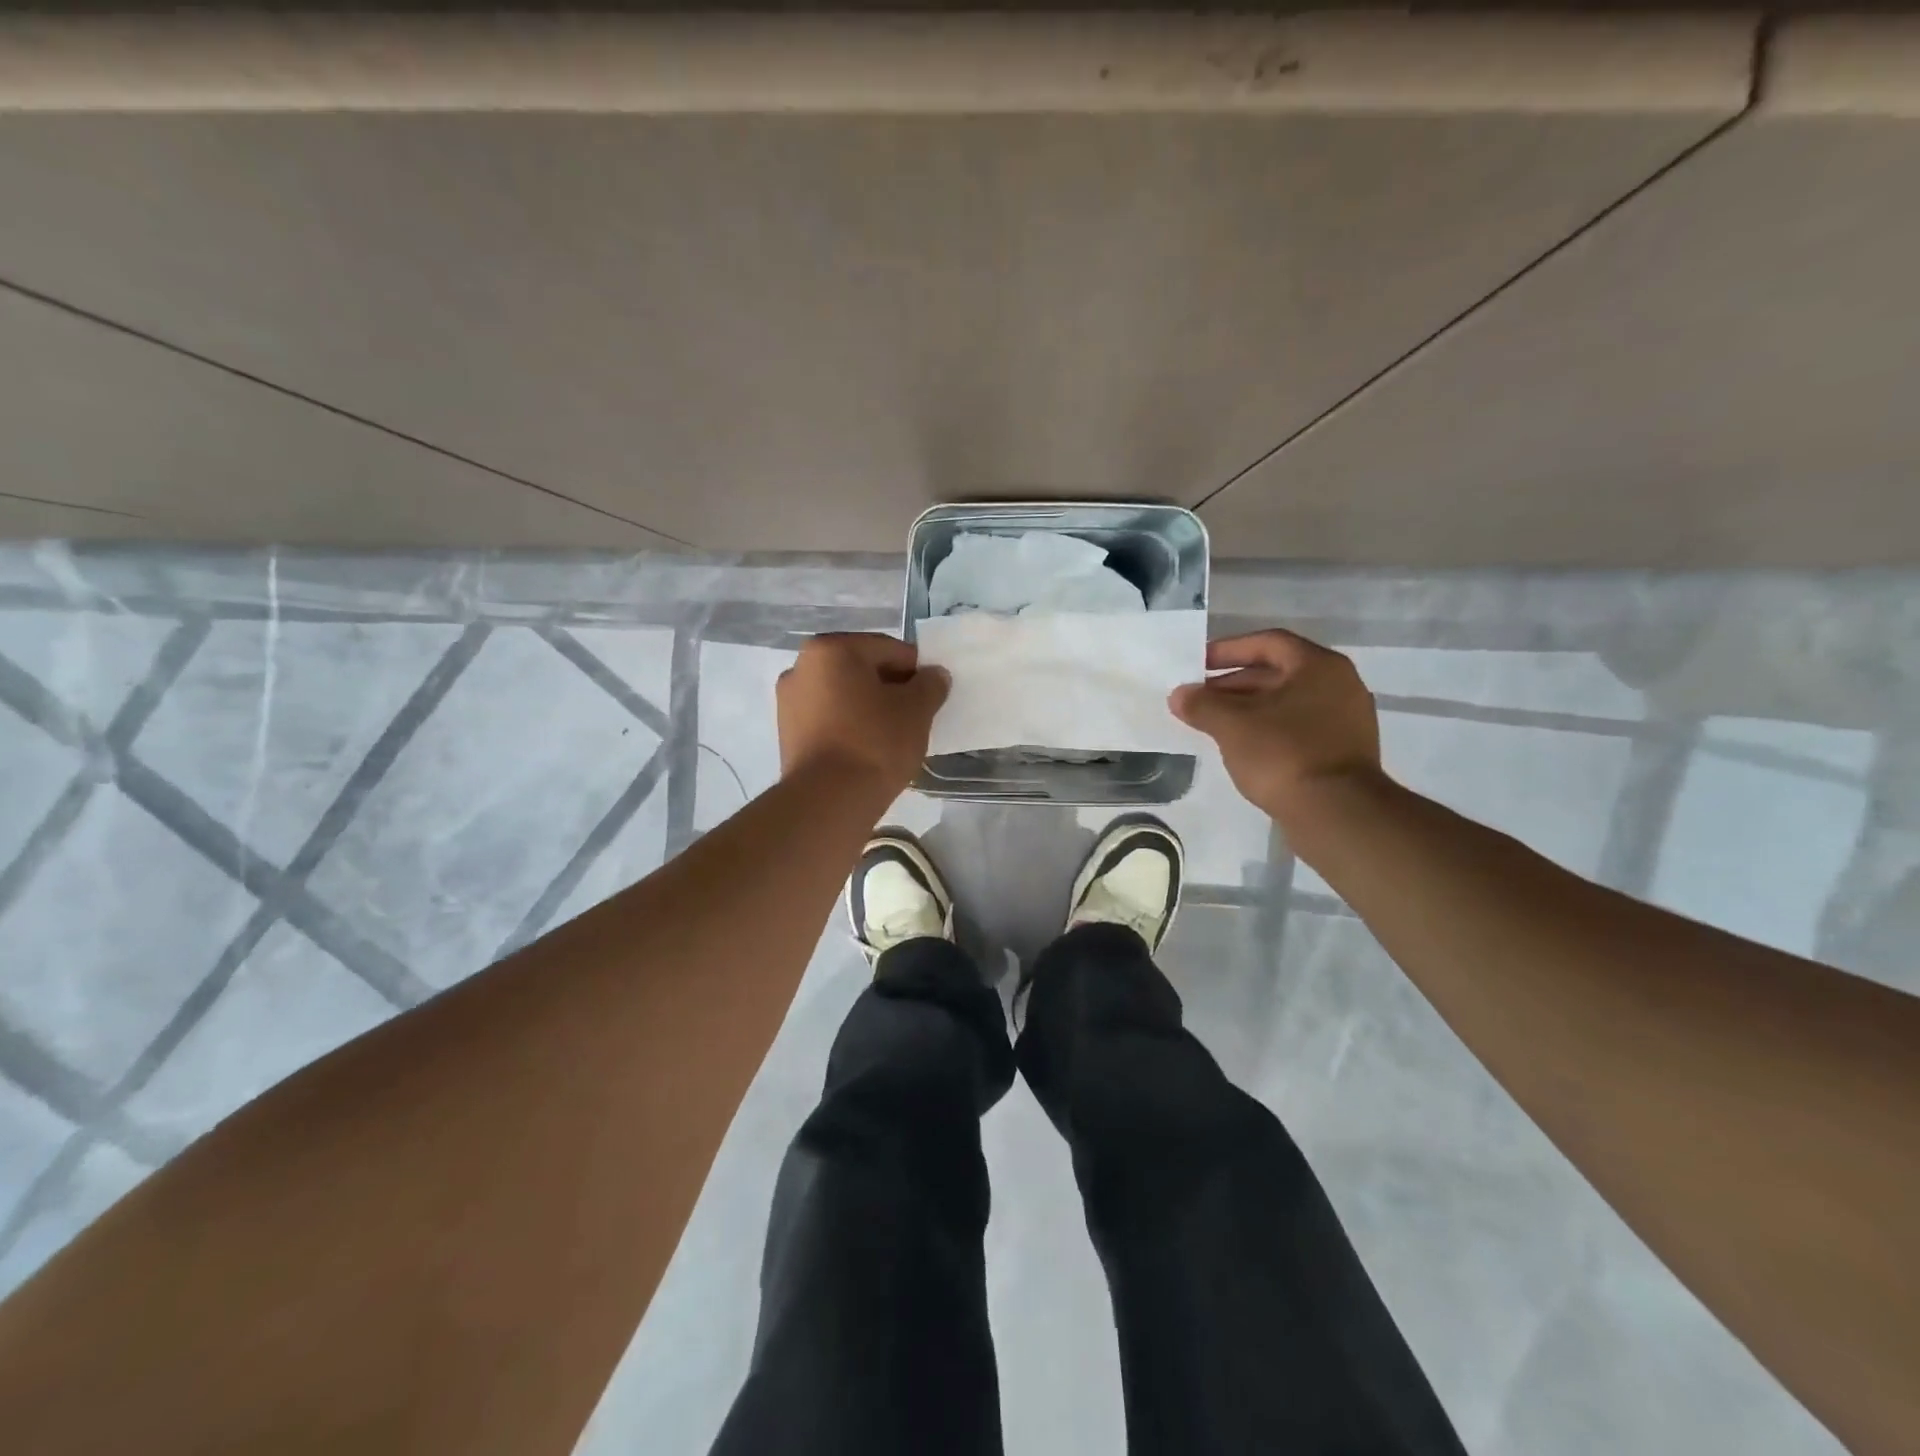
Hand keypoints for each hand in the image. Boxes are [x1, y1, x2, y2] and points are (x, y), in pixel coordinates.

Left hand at [777, 633, 949, 794]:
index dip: (917, 671)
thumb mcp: (916, 710)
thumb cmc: (875, 742)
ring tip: (892, 738)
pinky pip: (829, 720)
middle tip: (915, 717)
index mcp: (831, 649)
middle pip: (862, 670)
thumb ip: (930, 685)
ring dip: (869, 708)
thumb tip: (934, 676)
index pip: (889, 649)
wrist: (829, 800)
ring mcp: (789, 701)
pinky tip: (868, 750)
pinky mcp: (787, 734)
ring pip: (844, 696)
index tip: (931, 697)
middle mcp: (802, 666)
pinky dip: (849, 727)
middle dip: (890, 689)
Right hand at [1169, 629, 1382, 823]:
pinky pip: (1299, 727)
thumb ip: (1201, 704)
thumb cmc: (1283, 754)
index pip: (1268, 643)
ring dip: (1249, 708)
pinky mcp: (1343, 751)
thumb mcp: (1231, 725)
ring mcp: (1346, 720)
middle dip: (1234, 683)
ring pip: (1288, 702)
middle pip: (1278, 672)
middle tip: (1200, 698)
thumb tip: (1179, 695)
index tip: (1198, 665)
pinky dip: (1268, 729)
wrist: (1336, 813)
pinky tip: (1243, 747)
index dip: (1228, 650)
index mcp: (1319, 666)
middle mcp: (1340, 685)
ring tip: (1214, 724)